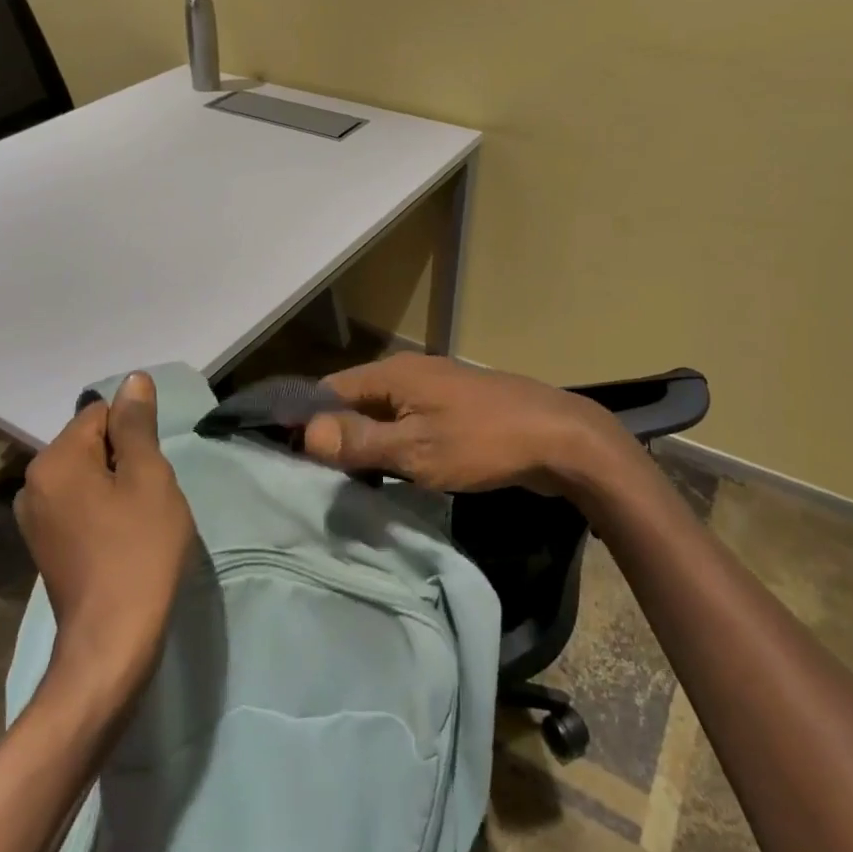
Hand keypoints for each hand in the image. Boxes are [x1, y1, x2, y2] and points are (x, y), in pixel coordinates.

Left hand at [17, 373, 195, 701]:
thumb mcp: (149, 478)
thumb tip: (133, 380)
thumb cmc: (139, 550)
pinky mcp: (44, 546)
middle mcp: (33, 483)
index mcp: (55, 460)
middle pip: (91, 444)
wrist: (113, 641)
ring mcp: (34, 518)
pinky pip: (79, 506)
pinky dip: (103, 511)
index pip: (101, 413)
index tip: (154, 469)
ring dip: (116, 486)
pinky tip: (123, 539)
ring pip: (87, 476)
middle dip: (125, 459)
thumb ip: (138, 426)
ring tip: (140, 520)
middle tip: (151, 496)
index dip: (135, 434)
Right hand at [301, 355, 642, 499]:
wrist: (559, 438)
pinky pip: (410, 422)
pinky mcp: (456, 408)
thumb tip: (306, 433)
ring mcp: (436, 389)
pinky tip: (393, 472)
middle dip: (336, 434)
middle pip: (356, 400)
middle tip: (320, 476)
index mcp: (393, 373)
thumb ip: (359, 441)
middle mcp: (410, 372)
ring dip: (367, 442)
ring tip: (350, 479)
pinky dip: (395, 444)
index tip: (292, 455)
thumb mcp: (414, 449)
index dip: (308, 419)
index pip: (330, 389)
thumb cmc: (482, 442)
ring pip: (385, 413)